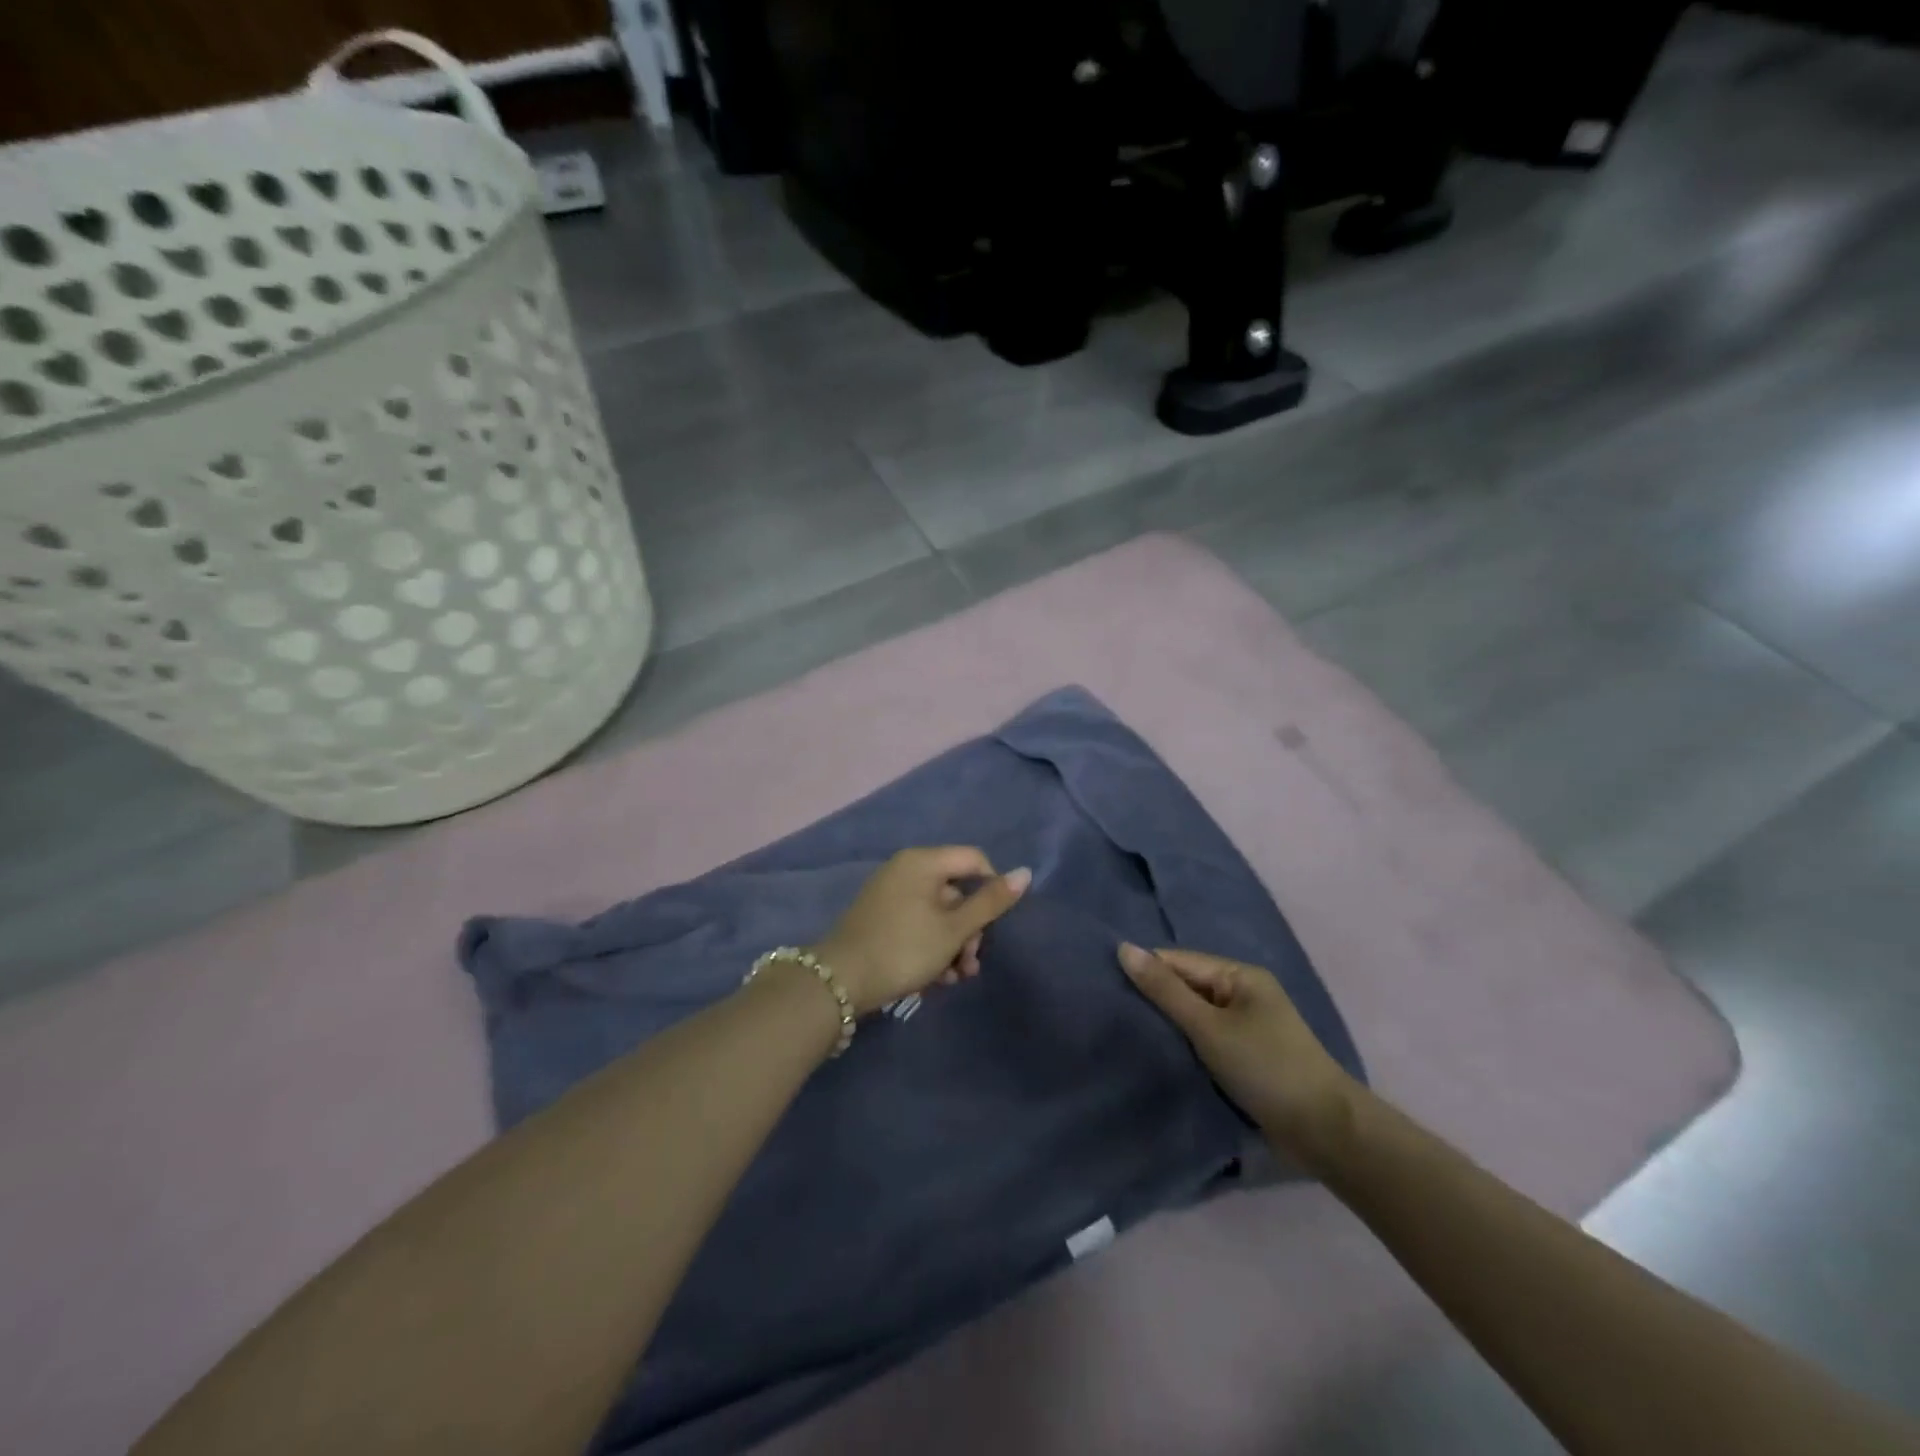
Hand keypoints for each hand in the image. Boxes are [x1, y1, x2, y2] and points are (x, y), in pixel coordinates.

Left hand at [811, 848, 1031, 1015]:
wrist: (840, 981)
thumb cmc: (904, 948)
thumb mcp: (954, 928)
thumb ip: (990, 902)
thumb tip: (1025, 873)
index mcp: (923, 861)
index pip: (974, 859)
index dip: (993, 888)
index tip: (995, 925)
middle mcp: (906, 869)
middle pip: (956, 890)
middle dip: (970, 929)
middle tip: (970, 963)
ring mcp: (890, 893)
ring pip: (938, 912)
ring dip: (953, 945)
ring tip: (955, 979)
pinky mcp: (880, 917)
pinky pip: (918, 923)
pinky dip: (931, 946)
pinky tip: (935, 978)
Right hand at [1119, 944, 1360, 1171]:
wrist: (1326, 1132)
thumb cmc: (1265, 1068)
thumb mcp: (1208, 1027)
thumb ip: (1164, 990)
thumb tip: (1123, 948)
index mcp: (1240, 975)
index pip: (1178, 961)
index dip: (1145, 971)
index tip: (1105, 987)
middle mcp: (1244, 993)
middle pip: (1186, 986)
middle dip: (1154, 999)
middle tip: (1110, 1012)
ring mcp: (1247, 1026)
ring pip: (1194, 1015)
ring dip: (1169, 1025)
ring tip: (1127, 1032)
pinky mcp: (1247, 1057)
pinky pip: (1206, 1039)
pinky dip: (1186, 1044)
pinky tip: (1160, 1053)